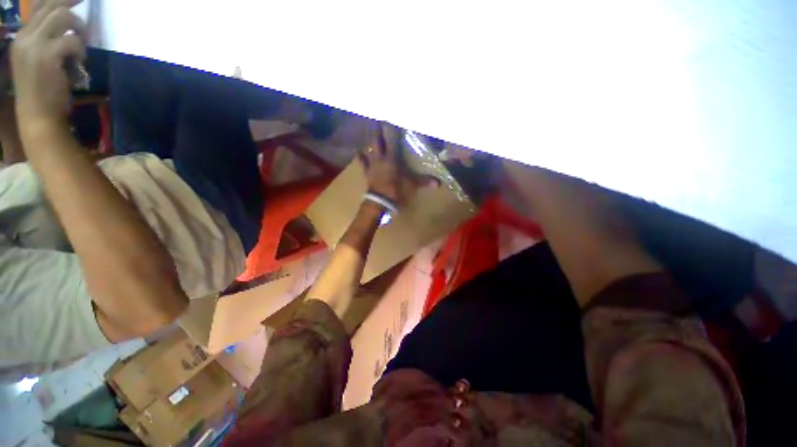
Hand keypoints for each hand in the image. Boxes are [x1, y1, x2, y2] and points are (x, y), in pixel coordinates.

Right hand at [11, 0, 85, 132]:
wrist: (38, 116)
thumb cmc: (42, 91)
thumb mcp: (41, 60)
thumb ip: (49, 41)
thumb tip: (67, 27)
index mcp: (21, 37)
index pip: (40, 7)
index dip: (60, 0)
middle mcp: (24, 36)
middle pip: (52, 7)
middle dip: (72, 9)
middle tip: (85, 20)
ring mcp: (33, 45)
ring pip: (62, 16)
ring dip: (78, 29)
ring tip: (82, 46)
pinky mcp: (46, 55)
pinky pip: (71, 40)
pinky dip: (80, 49)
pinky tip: (80, 63)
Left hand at [359, 122, 436, 205]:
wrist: (380, 201)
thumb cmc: (396, 190)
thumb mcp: (412, 185)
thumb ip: (424, 182)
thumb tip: (439, 184)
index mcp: (392, 158)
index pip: (393, 141)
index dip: (392, 130)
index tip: (391, 119)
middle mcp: (381, 158)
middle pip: (377, 141)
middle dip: (378, 131)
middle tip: (377, 121)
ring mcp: (372, 165)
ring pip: (369, 149)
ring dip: (369, 141)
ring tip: (368, 132)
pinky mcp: (367, 172)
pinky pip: (362, 163)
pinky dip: (361, 158)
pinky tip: (358, 153)